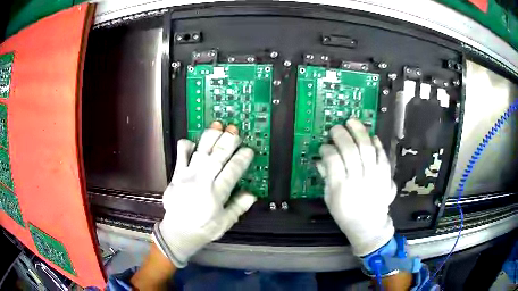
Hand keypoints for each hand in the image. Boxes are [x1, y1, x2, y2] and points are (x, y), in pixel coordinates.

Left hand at [153, 122, 256, 266]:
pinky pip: (180, 156)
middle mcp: (202, 182)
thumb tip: (251, 194)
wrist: (178, 232)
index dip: (242, 158)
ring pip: (200, 152)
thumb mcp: (225, 223)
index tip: (249, 150)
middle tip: (235, 131)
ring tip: (218, 125)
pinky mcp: (176, 175)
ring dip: (210, 138)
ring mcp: (187, 176)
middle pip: (217, 157)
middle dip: (227, 142)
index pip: (232, 171)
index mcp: (216, 194)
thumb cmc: (203, 229)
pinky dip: (185, 146)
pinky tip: (192, 141)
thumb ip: (238, 207)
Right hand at [318, 119, 395, 256]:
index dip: (327, 149)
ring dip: (359, 132)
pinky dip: (377, 144)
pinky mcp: (386, 176)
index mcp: (341, 189)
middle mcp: (358, 180)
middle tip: (336, 128)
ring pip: (367, 149)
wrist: (370, 226)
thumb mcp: (330, 199)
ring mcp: (375, 177)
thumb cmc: (346, 215)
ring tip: (352, 122)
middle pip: (350, 150)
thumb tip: (321, 158)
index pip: (333, 160)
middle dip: (341, 135)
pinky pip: (382, 156)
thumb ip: (326, 177)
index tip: (324, 146)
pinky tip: (371, 136)